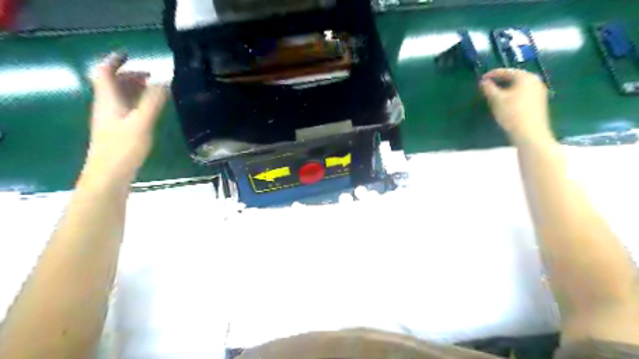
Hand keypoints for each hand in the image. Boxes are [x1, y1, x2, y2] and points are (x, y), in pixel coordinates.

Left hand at [85, 51, 167, 185]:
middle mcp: (106, 106)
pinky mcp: (117, 131)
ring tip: (154, 91)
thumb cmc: (123, 147)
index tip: (131, 55)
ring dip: (134, 89)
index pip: (104, 72)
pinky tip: (149, 111)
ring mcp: (110, 120)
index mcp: (108, 100)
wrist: (109, 174)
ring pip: (119, 97)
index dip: (115, 61)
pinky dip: (136, 103)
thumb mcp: (142, 122)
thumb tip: (164, 80)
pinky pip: (125, 109)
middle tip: (151, 76)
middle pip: (112, 83)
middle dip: (130, 75)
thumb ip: (153, 102)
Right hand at [483, 68, 552, 144]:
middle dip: (500, 81)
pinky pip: (523, 93)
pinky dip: (513, 95)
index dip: (492, 74)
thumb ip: (488, 88)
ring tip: (495, 95)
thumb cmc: (512, 113)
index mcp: (525, 77)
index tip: (481, 79)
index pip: (506, 71)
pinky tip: (506, 102)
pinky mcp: (539, 102)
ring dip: (506, 88)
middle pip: (514, 77)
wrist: (530, 133)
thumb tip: (483, 81)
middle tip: (487, 86)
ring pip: (519, 86)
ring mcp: (539, 92)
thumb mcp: (496, 100)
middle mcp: (535, 81)